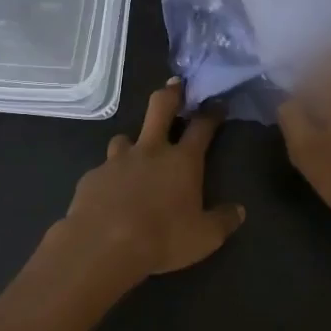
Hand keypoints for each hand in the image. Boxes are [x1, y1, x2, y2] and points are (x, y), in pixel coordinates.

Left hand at [57, 80, 245, 284]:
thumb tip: (239, 211)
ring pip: (124, 138)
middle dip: (170, 94)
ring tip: (135, 153)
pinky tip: (110, 193)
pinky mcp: (92, 177)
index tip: (217, 103)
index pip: (201, 127)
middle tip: (175, 85)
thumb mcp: (204, 237)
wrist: (103, 246)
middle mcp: (150, 151)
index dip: (211, 113)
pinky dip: (110, 176)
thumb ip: (223, 220)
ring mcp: (117, 161)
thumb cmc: (162, 239)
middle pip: (160, 109)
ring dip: (133, 142)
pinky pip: (103, 170)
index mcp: (182, 161)